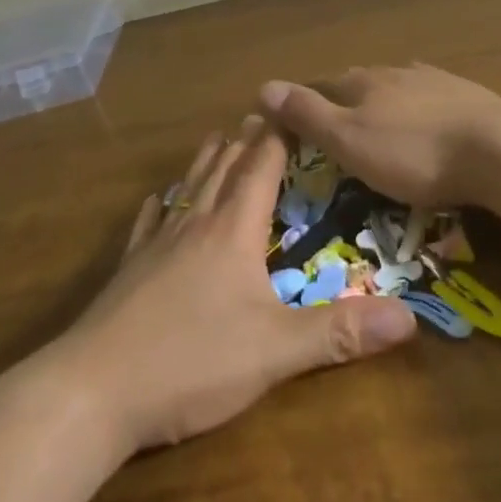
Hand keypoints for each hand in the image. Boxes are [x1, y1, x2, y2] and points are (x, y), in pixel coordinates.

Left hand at [46, 116, 415, 453]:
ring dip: (206, 162)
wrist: (91, 394)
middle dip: (244, 141)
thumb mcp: (274, 352)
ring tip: (216, 138)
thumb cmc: (189, 362)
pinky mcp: (128, 272)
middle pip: (223, 170)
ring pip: (187, 189)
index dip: (276, 137)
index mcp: (232, 231)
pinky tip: (156, 200)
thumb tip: (409, 319)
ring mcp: (156, 246)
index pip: (260, 168)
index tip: (289, 107)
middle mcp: (194, 225)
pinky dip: (160, 205)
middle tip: (258, 114)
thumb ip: (339, 333)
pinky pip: (148, 225)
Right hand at [258, 65, 500, 212]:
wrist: (496, 148)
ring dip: (383, 99)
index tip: (293, 120)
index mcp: (362, 83)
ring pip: (396, 85)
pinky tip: (426, 115)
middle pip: (359, 81)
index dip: (305, 101)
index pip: (322, 85)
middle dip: (344, 99)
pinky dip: (418, 105)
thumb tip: (263, 86)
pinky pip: (430, 95)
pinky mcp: (465, 94)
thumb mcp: (350, 140)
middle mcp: (394, 72)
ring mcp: (432, 79)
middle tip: (336, 125)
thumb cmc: (414, 153)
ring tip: (378, 120)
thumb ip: (308, 114)